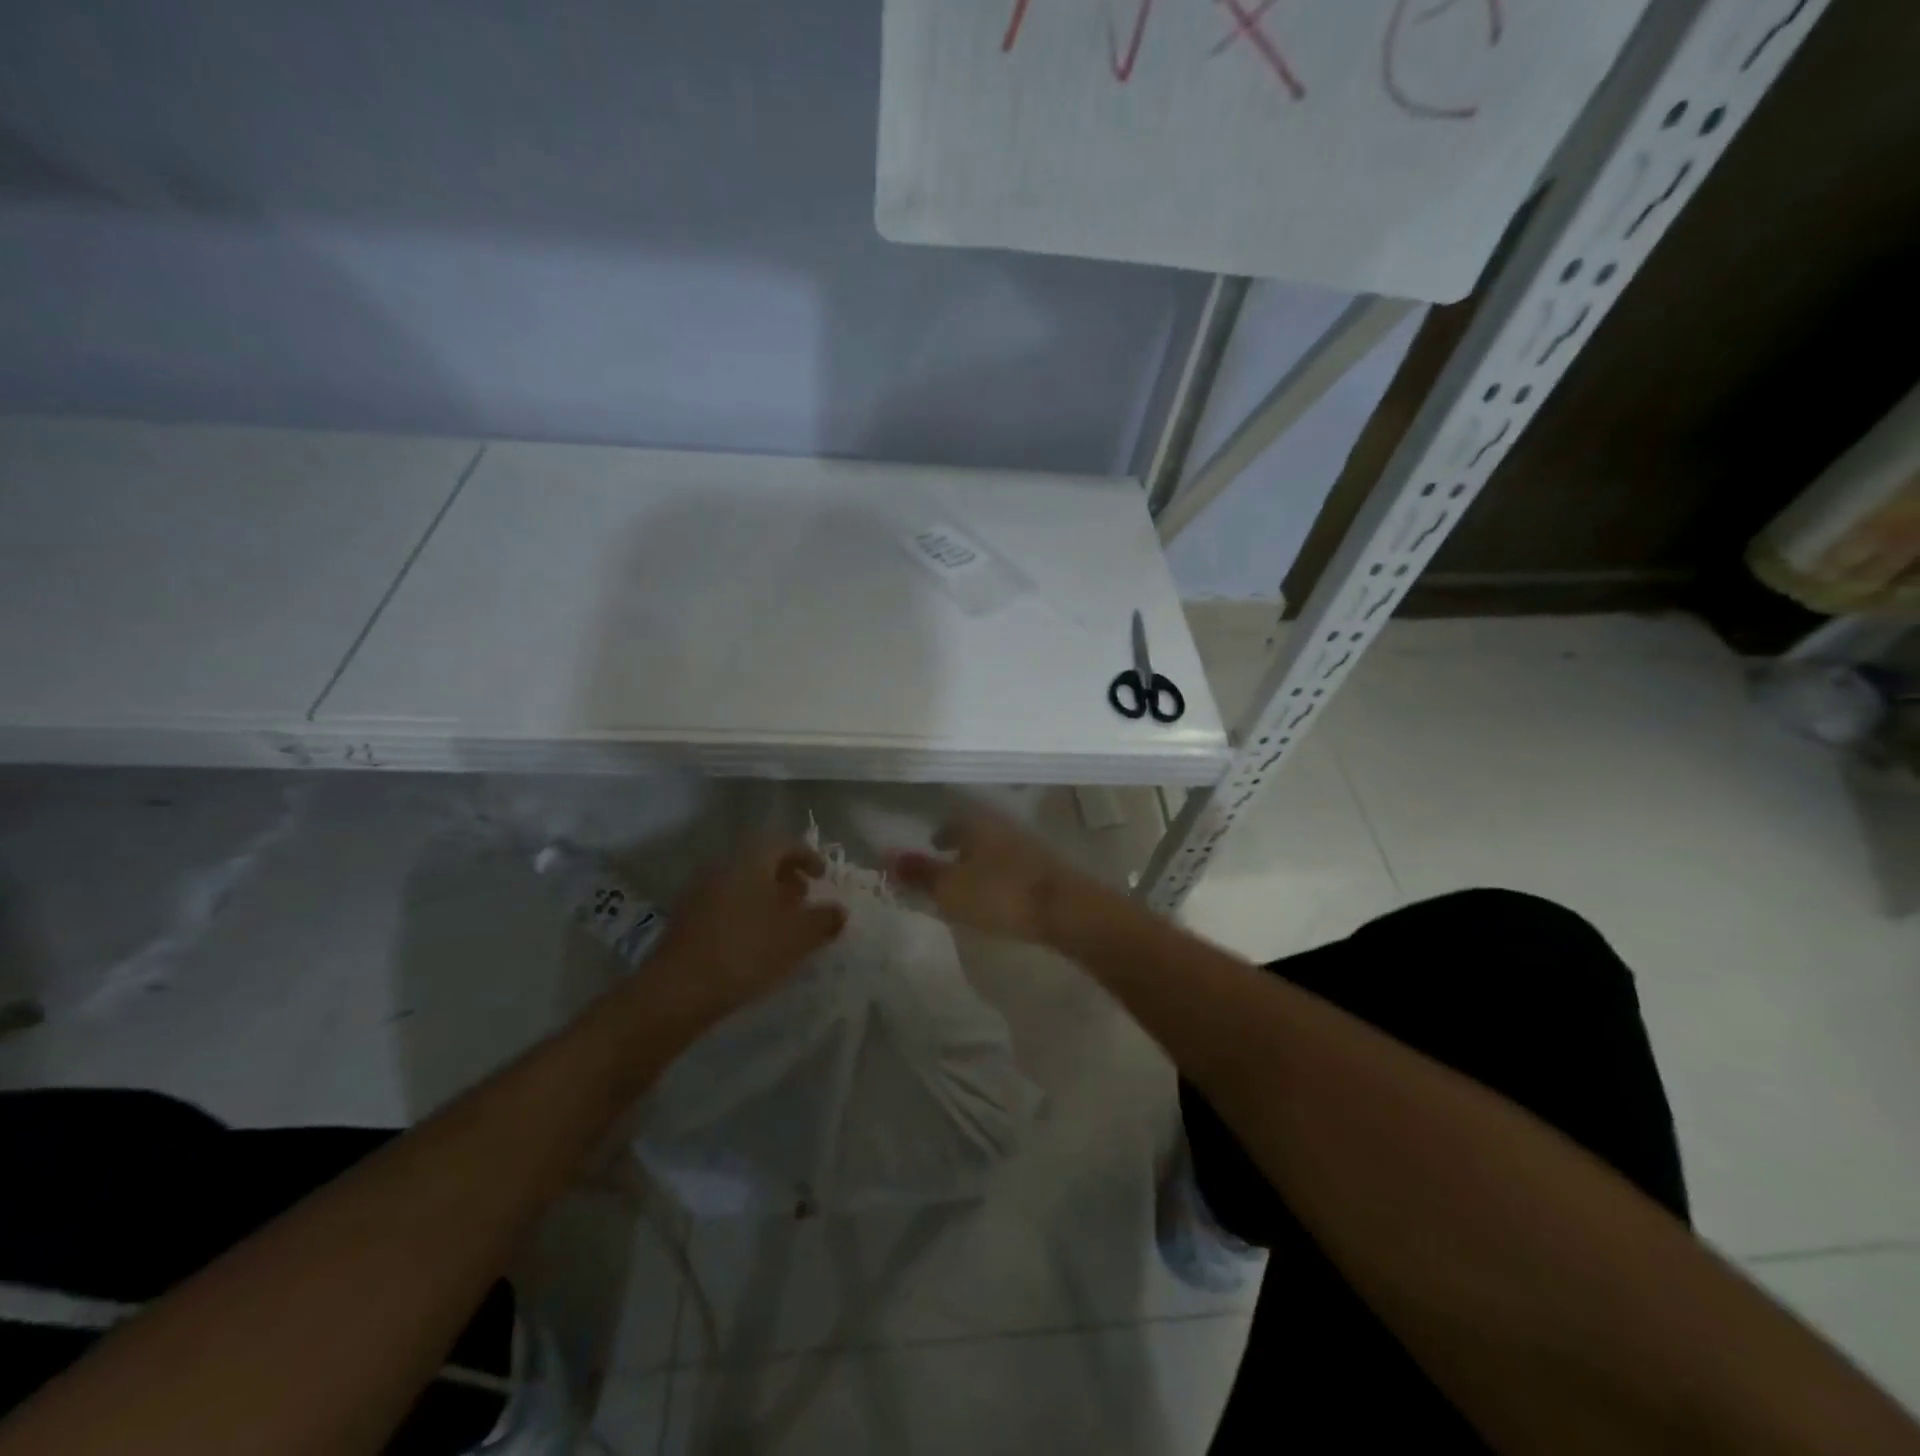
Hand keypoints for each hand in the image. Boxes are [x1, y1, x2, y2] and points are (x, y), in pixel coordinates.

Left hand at [651, 840, 845, 1026]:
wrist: (677, 990)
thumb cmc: (746, 951)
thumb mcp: (798, 936)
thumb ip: (824, 919)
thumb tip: (838, 911)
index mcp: (750, 861)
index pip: (784, 844)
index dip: (808, 857)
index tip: (822, 877)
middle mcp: (722, 868)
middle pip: (760, 864)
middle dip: (786, 879)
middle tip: (804, 900)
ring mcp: (699, 893)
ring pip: (741, 886)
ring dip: (765, 899)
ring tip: (782, 926)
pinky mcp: (685, 921)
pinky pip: (724, 906)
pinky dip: (745, 915)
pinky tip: (753, 944)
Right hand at [891, 810, 1108, 946]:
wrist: (1067, 910)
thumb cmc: (1000, 894)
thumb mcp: (950, 889)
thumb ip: (919, 873)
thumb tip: (886, 854)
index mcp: (977, 824)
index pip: (953, 822)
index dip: (940, 834)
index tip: (932, 844)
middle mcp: (1003, 827)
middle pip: (977, 832)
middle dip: (962, 846)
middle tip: (947, 861)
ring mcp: (1029, 847)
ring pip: (997, 848)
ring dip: (982, 860)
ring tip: (971, 881)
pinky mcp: (1048, 869)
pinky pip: (1014, 866)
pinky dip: (1000, 874)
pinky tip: (999, 893)